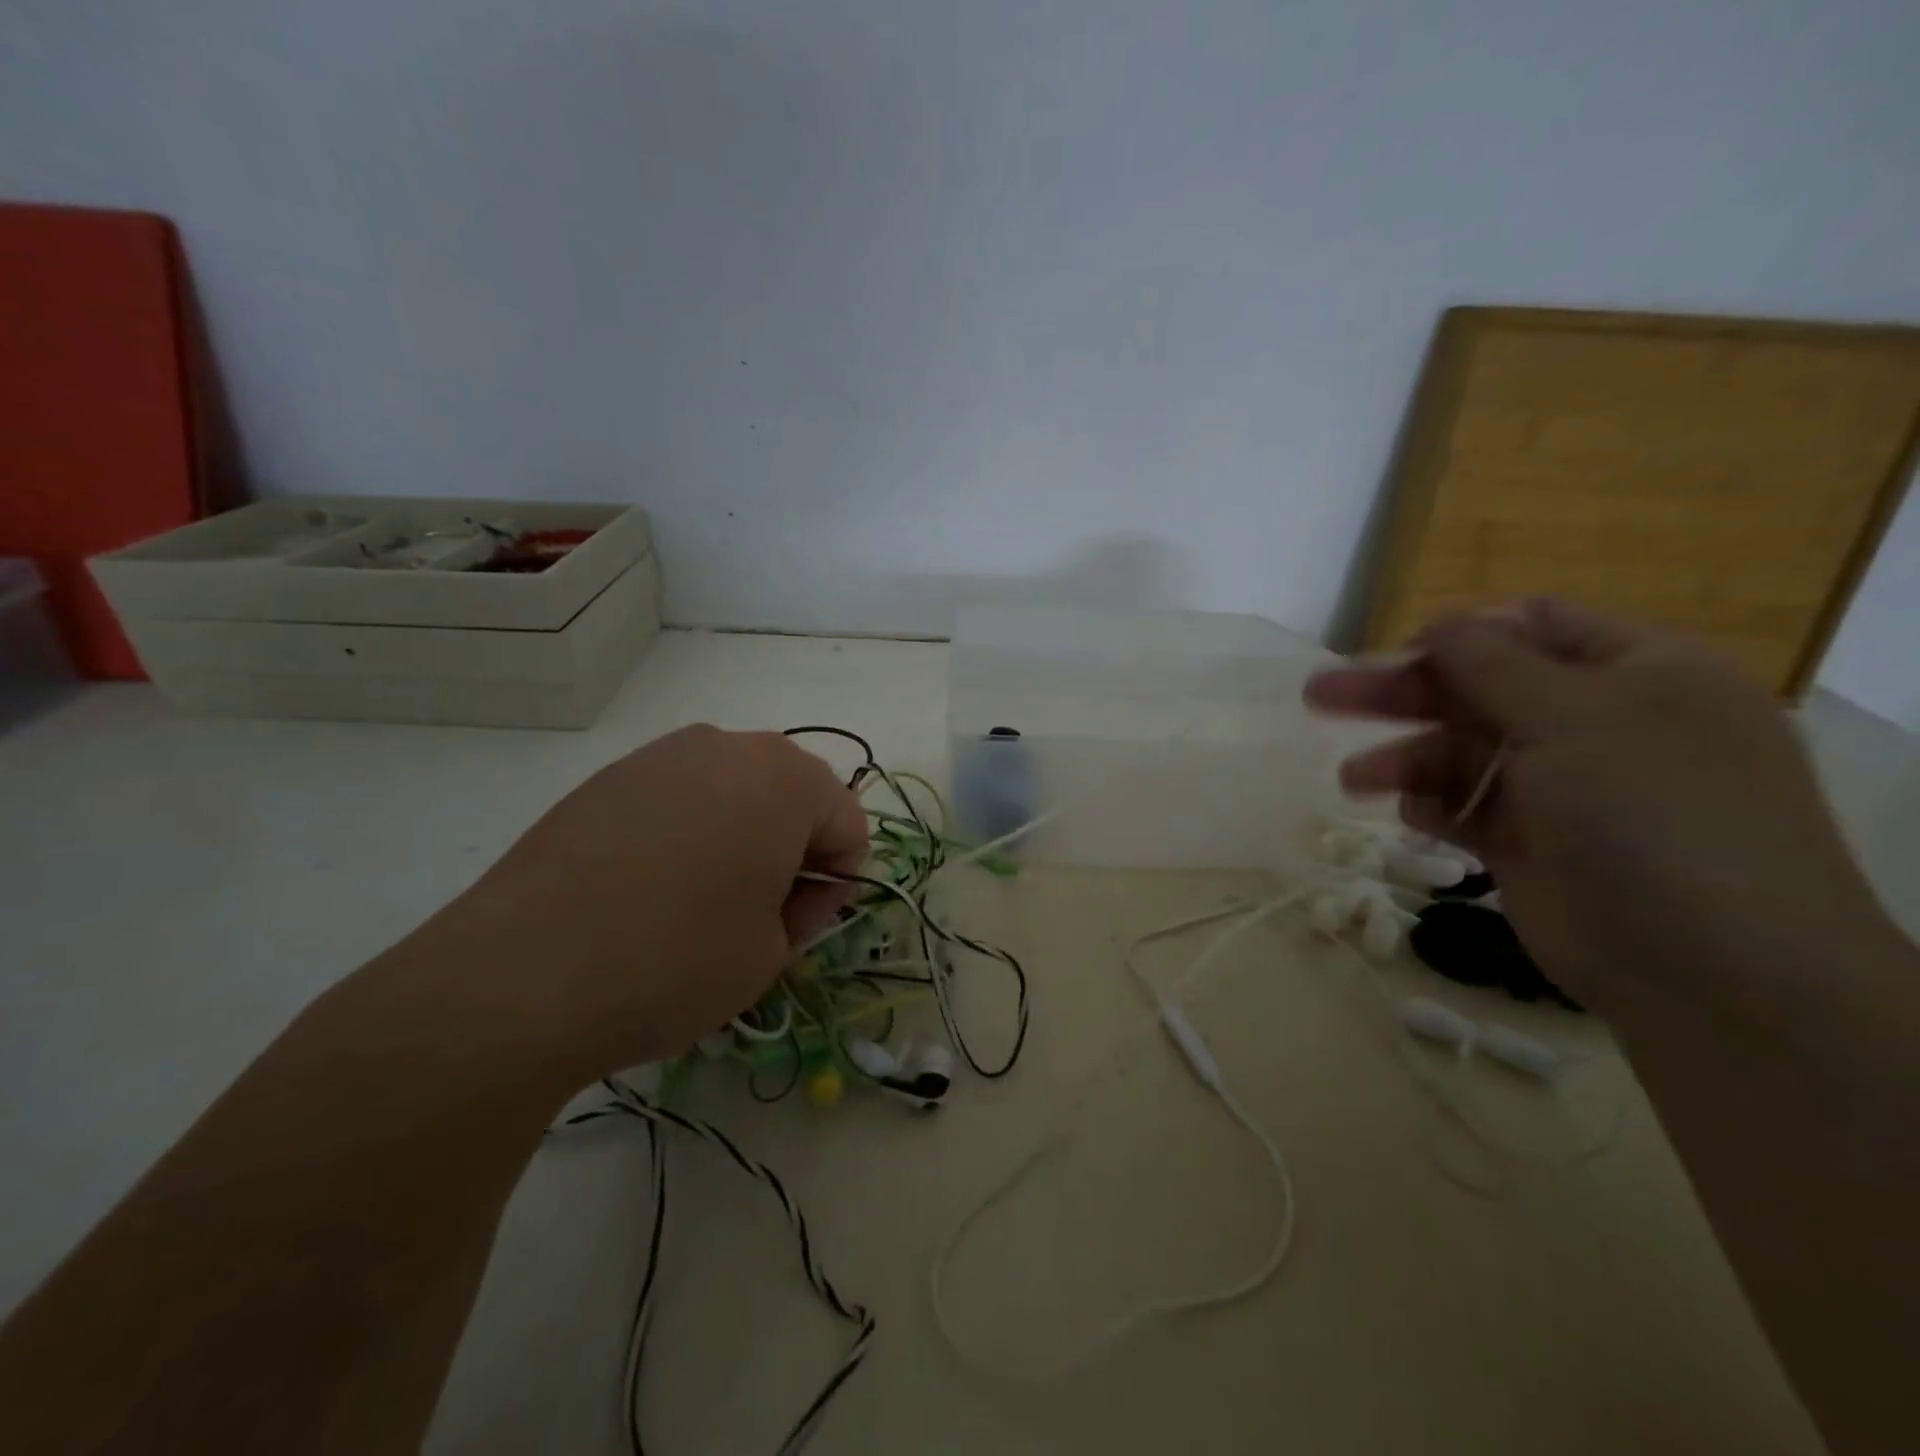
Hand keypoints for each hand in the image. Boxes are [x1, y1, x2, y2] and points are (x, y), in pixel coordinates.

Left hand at [416, 725, 866, 1080]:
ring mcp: (661, 755)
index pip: (847, 821)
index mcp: (785, 779)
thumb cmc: (676, 961)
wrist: (521, 976)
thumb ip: (803, 909)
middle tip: (763, 910)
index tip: (802, 925)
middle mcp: (728, 746)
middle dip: (793, 847)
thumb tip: (789, 889)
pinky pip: (679, 795)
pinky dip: (690, 831)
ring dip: (743, 834)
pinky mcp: (609, 777)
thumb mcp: (771, 954)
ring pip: (735, 789)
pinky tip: (652, 885)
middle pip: (793, 793)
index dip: (837, 880)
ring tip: (706, 897)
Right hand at [1304, 599, 1889, 1013]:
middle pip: (1477, 689)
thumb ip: (1492, 663)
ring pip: (1461, 752)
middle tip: (1320, 695)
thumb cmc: (1647, 811)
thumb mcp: (1572, 715)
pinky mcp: (1528, 842)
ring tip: (1352, 778)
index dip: (1461, 635)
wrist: (1706, 966)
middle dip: (1399, 693)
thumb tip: (1440, 625)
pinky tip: (1412, 815)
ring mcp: (1562, 788)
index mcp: (1635, 674)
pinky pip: (1464, 807)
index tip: (1396, 652)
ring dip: (1404, 757)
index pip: (1533, 629)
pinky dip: (1432, 804)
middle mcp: (1597, 724)